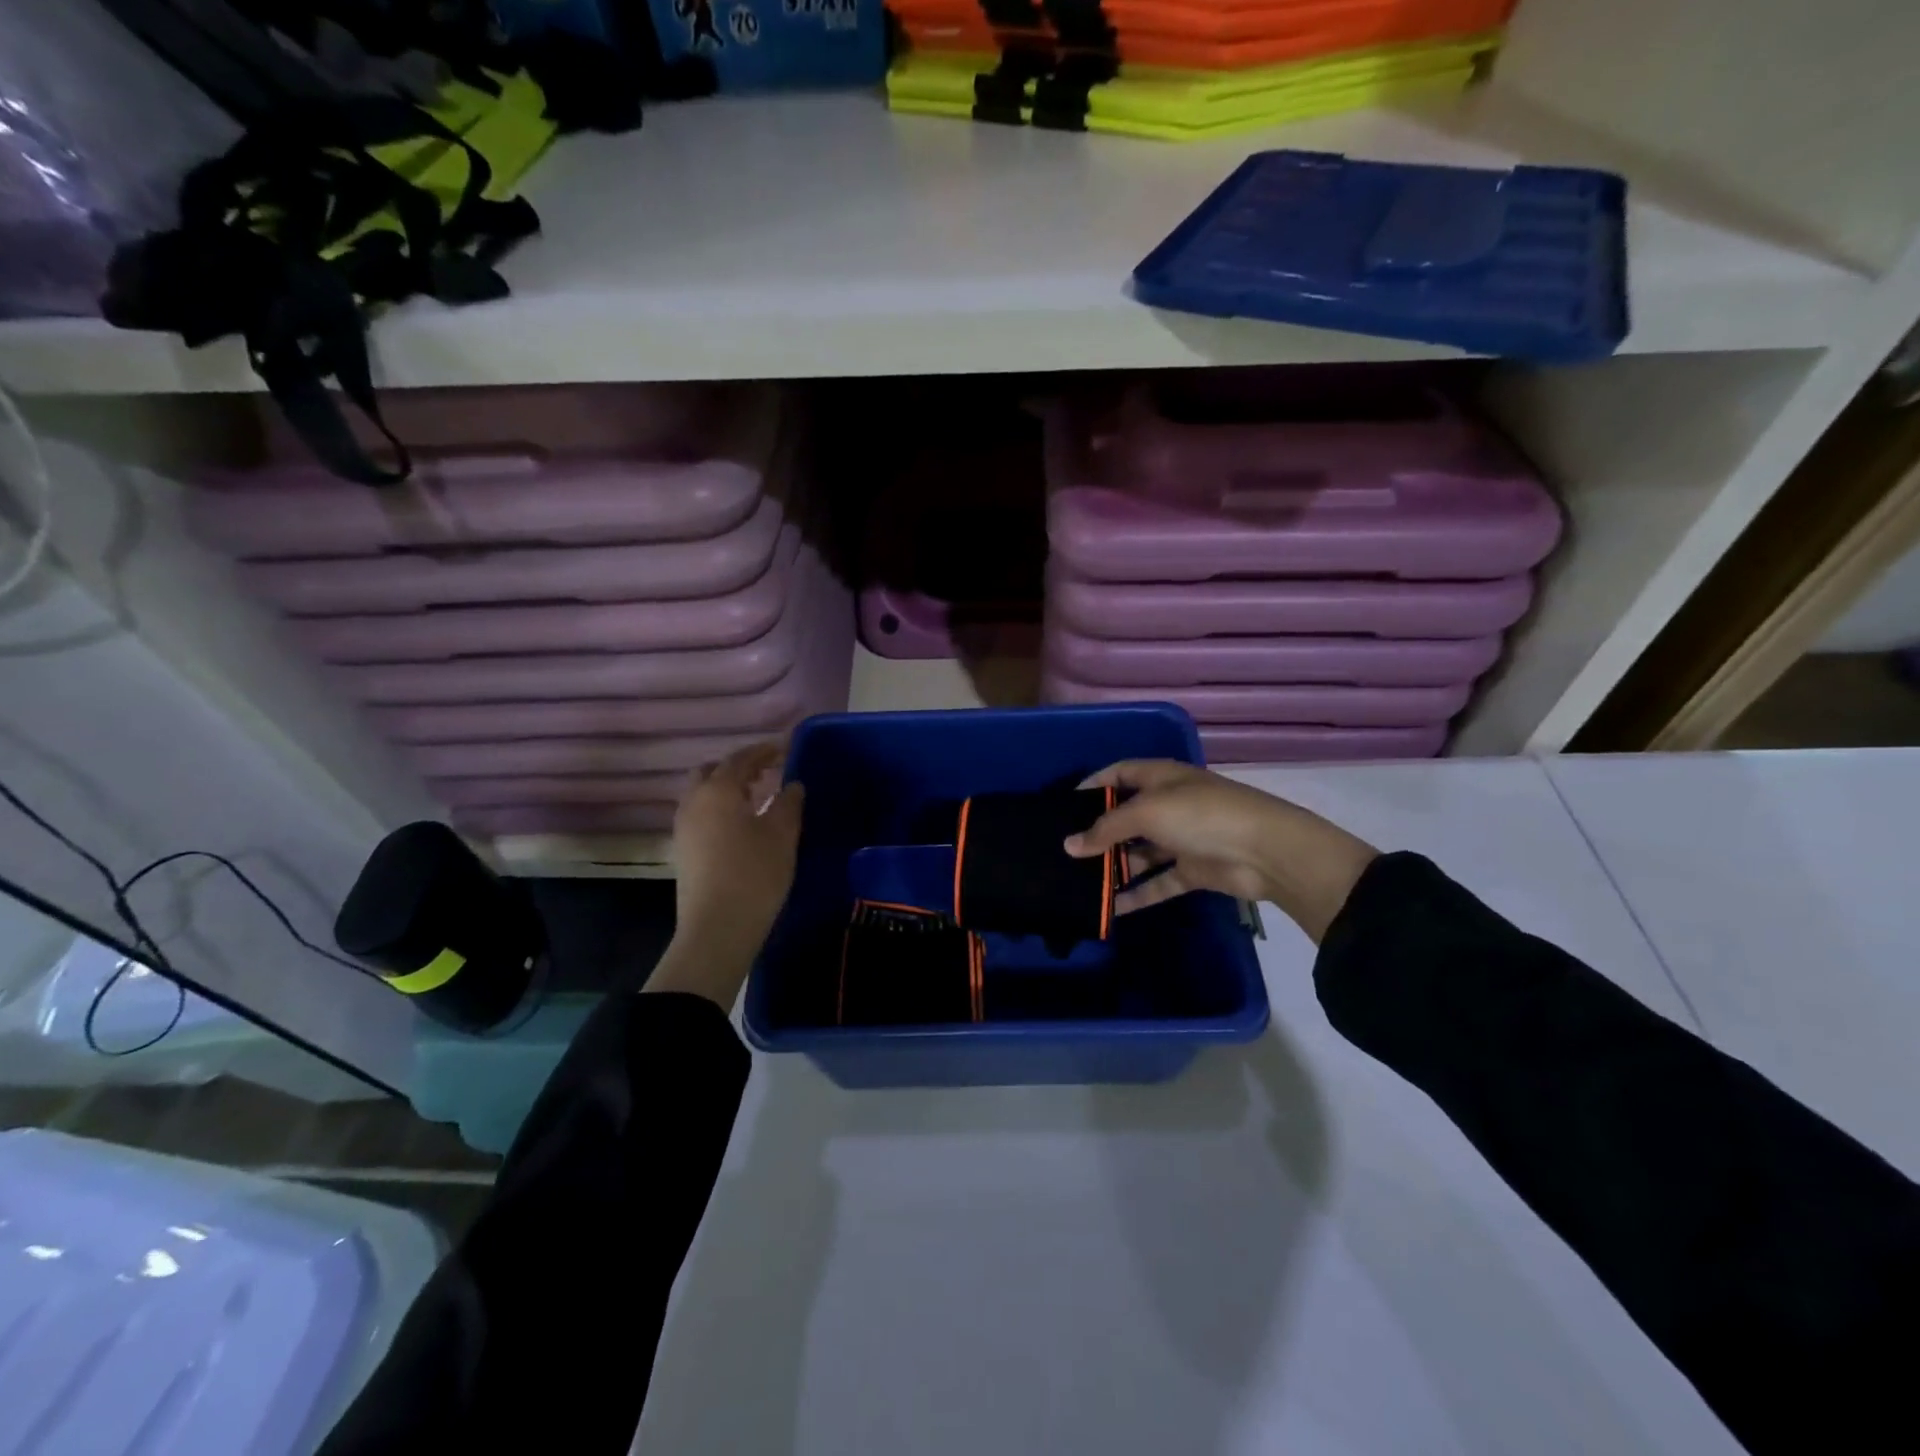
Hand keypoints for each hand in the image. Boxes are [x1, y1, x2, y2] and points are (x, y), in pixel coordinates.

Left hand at [647, 741, 804, 1006]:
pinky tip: (741, 823)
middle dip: (739, 766)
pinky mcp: (683, 849)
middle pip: (712, 771)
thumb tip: (793, 784)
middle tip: (767, 772)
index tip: (785, 748)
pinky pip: (701, 813)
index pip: (741, 758)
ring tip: (757, 796)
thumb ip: (789, 803)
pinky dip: (720, 807)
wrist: (717, 928)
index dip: (764, 751)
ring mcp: (684, 827)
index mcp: (718, 790)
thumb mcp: (782, 835)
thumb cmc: (755, 874)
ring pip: (703, 793)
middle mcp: (694, 802)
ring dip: (727, 788)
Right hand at [1064, 760, 1377, 942]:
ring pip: (1140, 852)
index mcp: (1162, 777)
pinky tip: (1110, 907)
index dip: (1094, 784)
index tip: (1064, 803)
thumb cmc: (1201, 816)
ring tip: (1079, 881)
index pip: (1120, 773)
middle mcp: (1170, 804)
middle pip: (1127, 816)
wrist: (1266, 852)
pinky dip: (1137, 894)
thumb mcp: (1147, 812)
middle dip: (1099, 832)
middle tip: (1066, 850)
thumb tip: (1069, 845)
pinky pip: (1158, 882)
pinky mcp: (1193, 870)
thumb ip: (1106, 829)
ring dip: (1115, 866)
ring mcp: (1183, 839)